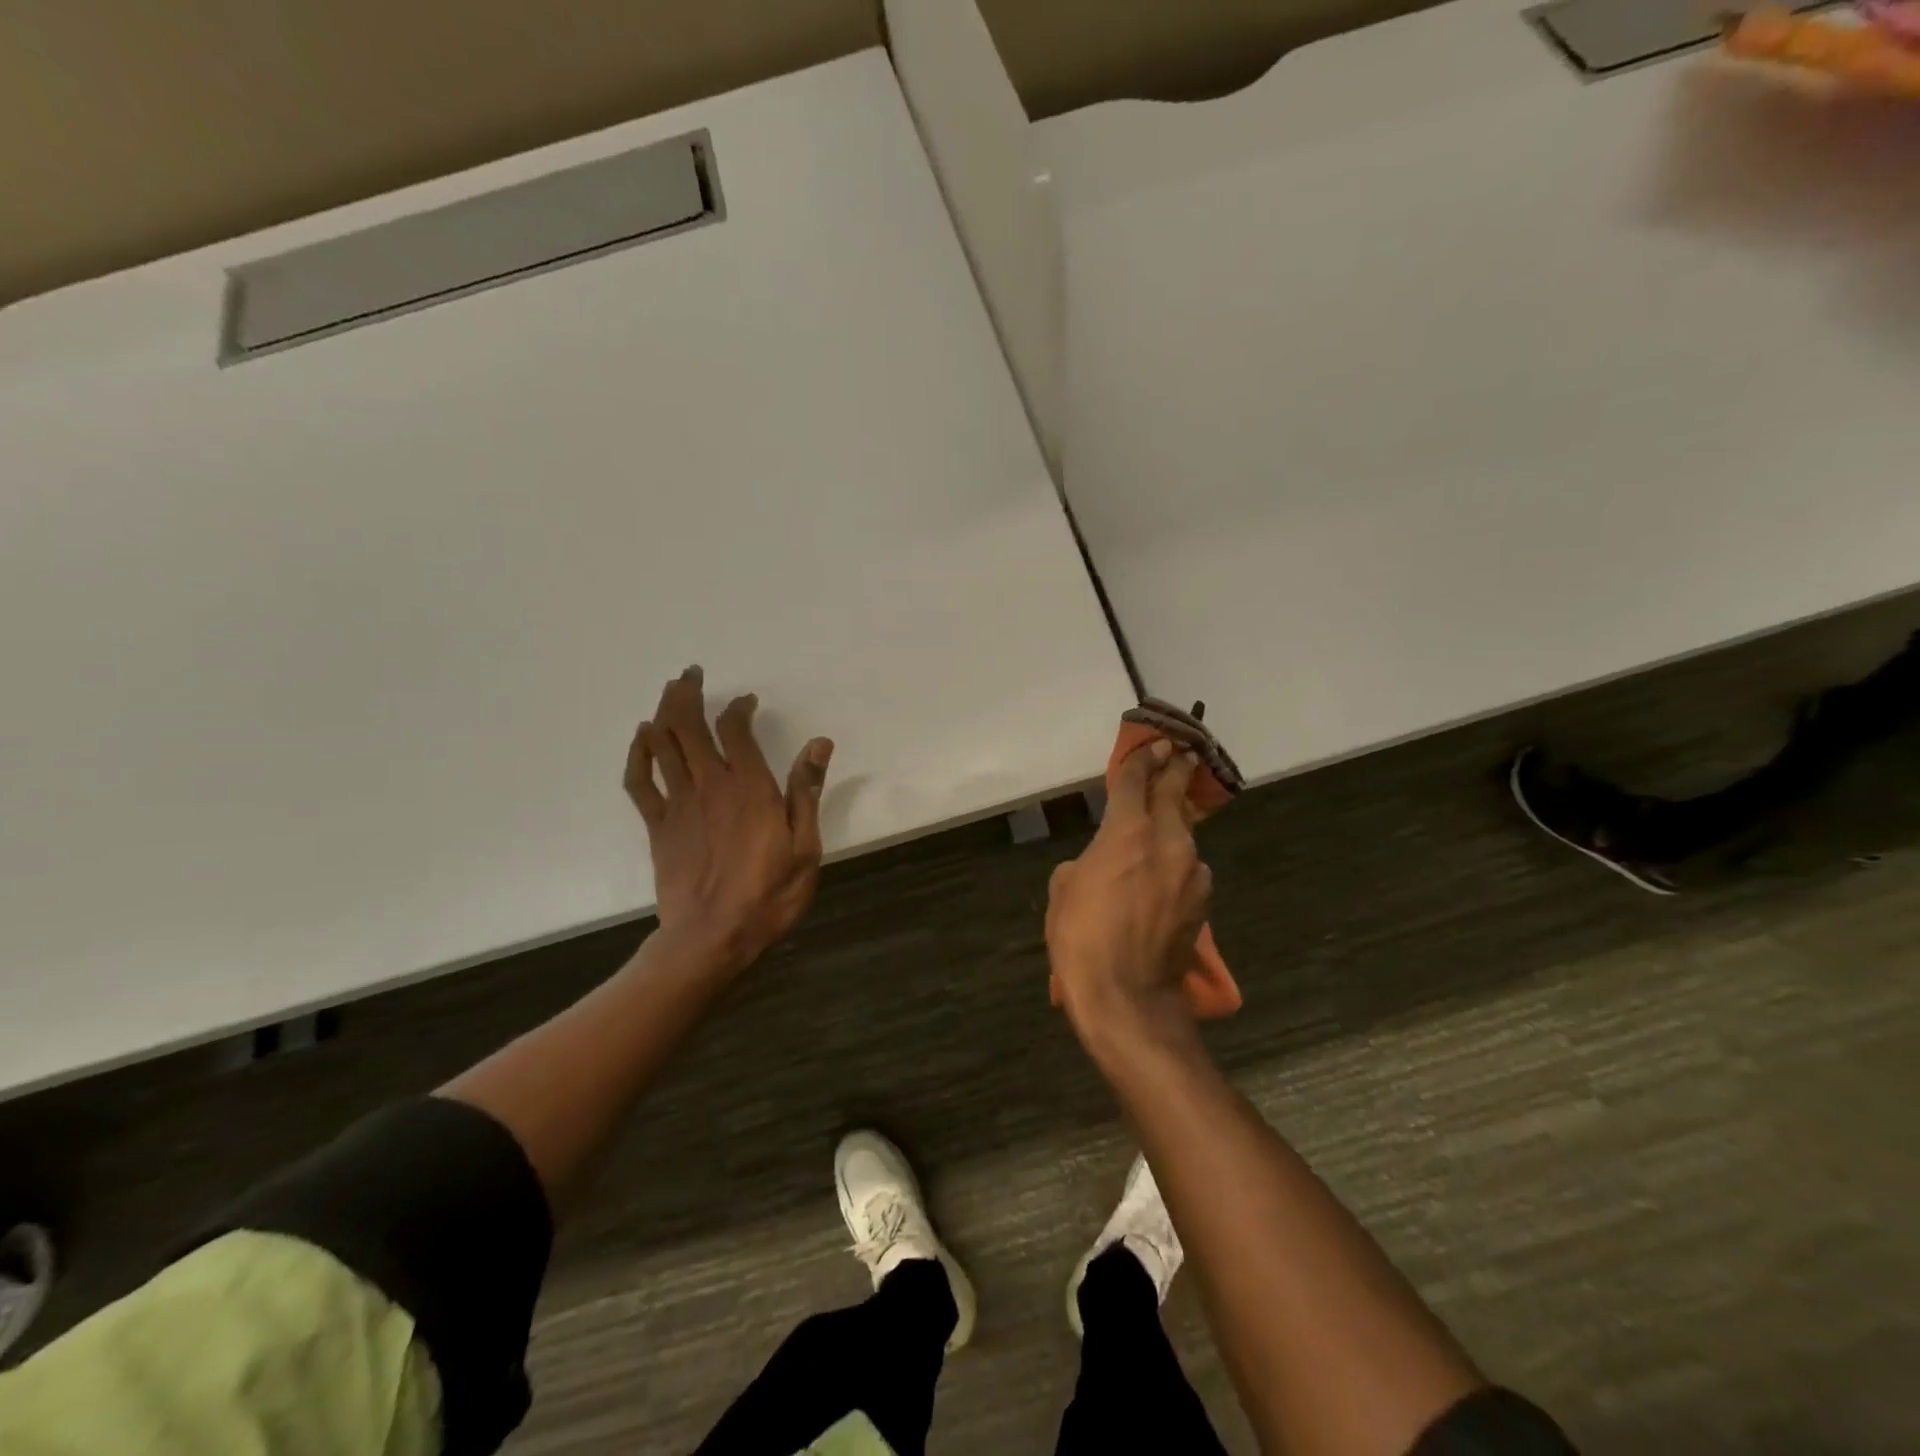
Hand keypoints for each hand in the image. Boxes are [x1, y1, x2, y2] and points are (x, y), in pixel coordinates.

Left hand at [624, 666, 833, 973]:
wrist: (713, 938)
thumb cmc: (768, 894)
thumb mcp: (805, 846)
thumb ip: (806, 791)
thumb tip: (819, 743)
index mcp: (749, 787)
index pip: (735, 729)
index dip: (739, 708)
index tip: (747, 701)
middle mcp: (710, 785)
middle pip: (688, 726)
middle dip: (687, 694)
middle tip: (691, 675)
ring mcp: (678, 804)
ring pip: (663, 744)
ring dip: (663, 712)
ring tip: (670, 692)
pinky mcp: (658, 826)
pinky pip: (640, 781)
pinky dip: (638, 754)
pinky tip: (642, 738)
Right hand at [1046, 740, 1212, 1039]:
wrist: (1127, 997)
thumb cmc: (1081, 938)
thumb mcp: (1063, 890)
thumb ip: (1085, 863)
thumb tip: (1098, 864)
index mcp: (1128, 832)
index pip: (1135, 781)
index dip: (1142, 759)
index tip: (1153, 744)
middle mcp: (1169, 842)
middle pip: (1174, 795)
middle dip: (1175, 770)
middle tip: (1181, 752)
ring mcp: (1192, 872)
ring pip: (1184, 835)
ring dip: (1173, 826)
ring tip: (1162, 828)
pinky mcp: (1203, 902)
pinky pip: (1188, 868)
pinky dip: (1176, 863)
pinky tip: (1162, 879)